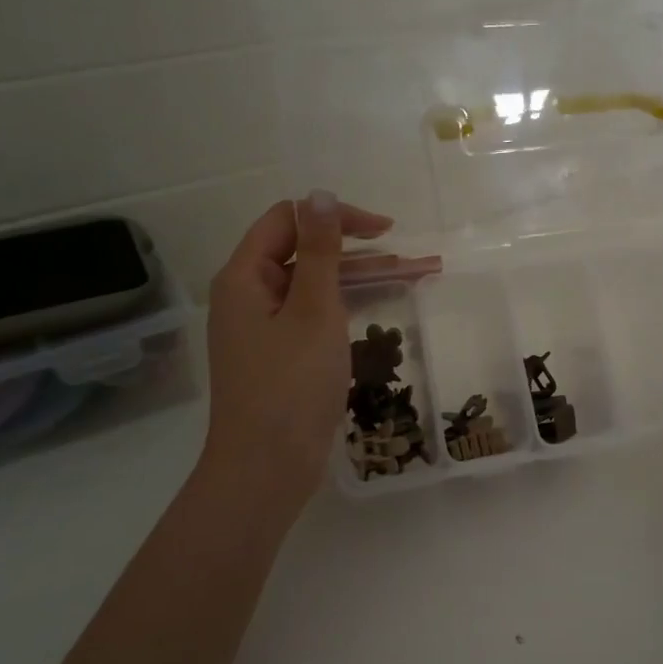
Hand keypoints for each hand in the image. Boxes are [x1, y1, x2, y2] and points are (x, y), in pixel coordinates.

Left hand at [197, 191, 393, 515]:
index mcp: (244, 277)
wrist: (266, 468)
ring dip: (364, 279)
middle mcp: (250, 296)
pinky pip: (318, 315)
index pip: (288, 221)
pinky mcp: (283, 355)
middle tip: (412, 257)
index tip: (385, 230)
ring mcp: (266, 328)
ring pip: (318, 287)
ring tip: (418, 276)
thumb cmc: (290, 384)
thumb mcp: (313, 310)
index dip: (336, 217)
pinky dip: (351, 307)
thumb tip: (319, 194)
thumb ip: (320, 251)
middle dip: (361, 251)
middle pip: (306, 254)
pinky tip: (386, 306)